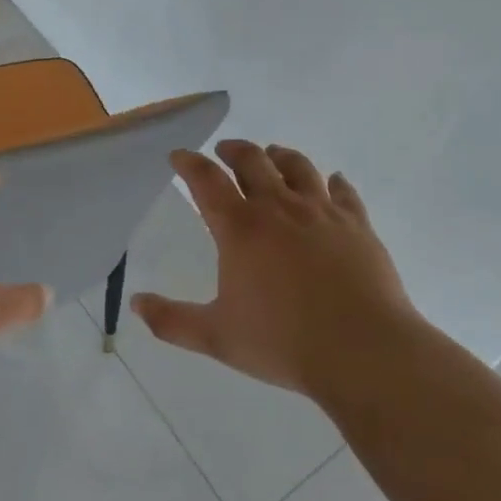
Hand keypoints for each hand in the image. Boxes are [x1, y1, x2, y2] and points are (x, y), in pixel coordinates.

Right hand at [132, 140, 419, 398]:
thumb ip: (172, 321)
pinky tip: (334, 182)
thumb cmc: (283, 342)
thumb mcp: (217, 337)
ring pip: (298, 166)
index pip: (206, 180)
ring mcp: (322, 212)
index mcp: (240, 228)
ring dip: (280, 156)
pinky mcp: (357, 225)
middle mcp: (279, 207)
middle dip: (233, 150)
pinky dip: (335, 182)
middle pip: (252, 160)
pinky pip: (344, 192)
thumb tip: (136, 305)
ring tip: (272, 155)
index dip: (189, 163)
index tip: (179, 156)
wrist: (363, 351)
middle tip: (224, 150)